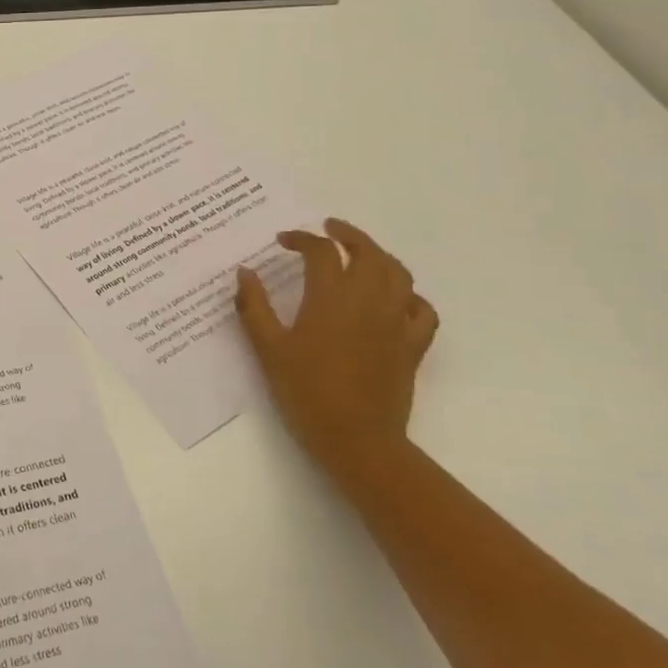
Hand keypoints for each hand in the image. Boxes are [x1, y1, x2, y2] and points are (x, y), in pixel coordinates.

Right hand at [235, 218, 437, 478]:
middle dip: (347, 234)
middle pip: (368, 252)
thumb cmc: (305, 392)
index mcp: (330, 299)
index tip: (283, 241)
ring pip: (398, 274)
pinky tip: (396, 298)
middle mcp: (369, 302)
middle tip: (328, 229)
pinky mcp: (413, 346)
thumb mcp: (268, 349)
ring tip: (361, 254)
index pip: (321, 252)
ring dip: (379, 256)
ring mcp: (396, 323)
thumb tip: (244, 272)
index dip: (302, 239)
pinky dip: (410, 295)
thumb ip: (254, 307)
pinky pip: (422, 310)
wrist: (356, 439)